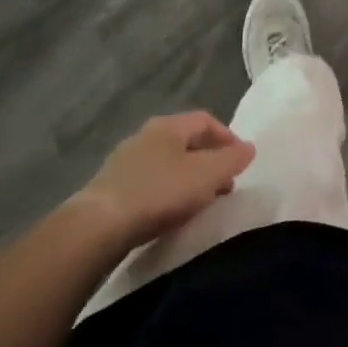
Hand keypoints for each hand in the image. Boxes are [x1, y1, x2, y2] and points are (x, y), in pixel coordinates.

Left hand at [76, 112, 255, 247]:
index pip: (206, 120)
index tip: (242, 162)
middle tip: (225, 185)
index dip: (228, 137)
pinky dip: (168, 192)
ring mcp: (125, 161)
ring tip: (201, 203)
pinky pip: (150, 182)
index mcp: (168, 126)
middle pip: (186, 141)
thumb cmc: (159, 192)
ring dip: (189, 178)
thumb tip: (249, 147)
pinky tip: (171, 213)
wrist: (98, 226)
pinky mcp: (111, 188)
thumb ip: (231, 160)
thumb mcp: (206, 175)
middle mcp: (145, 136)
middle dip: (210, 160)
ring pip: (168, 163)